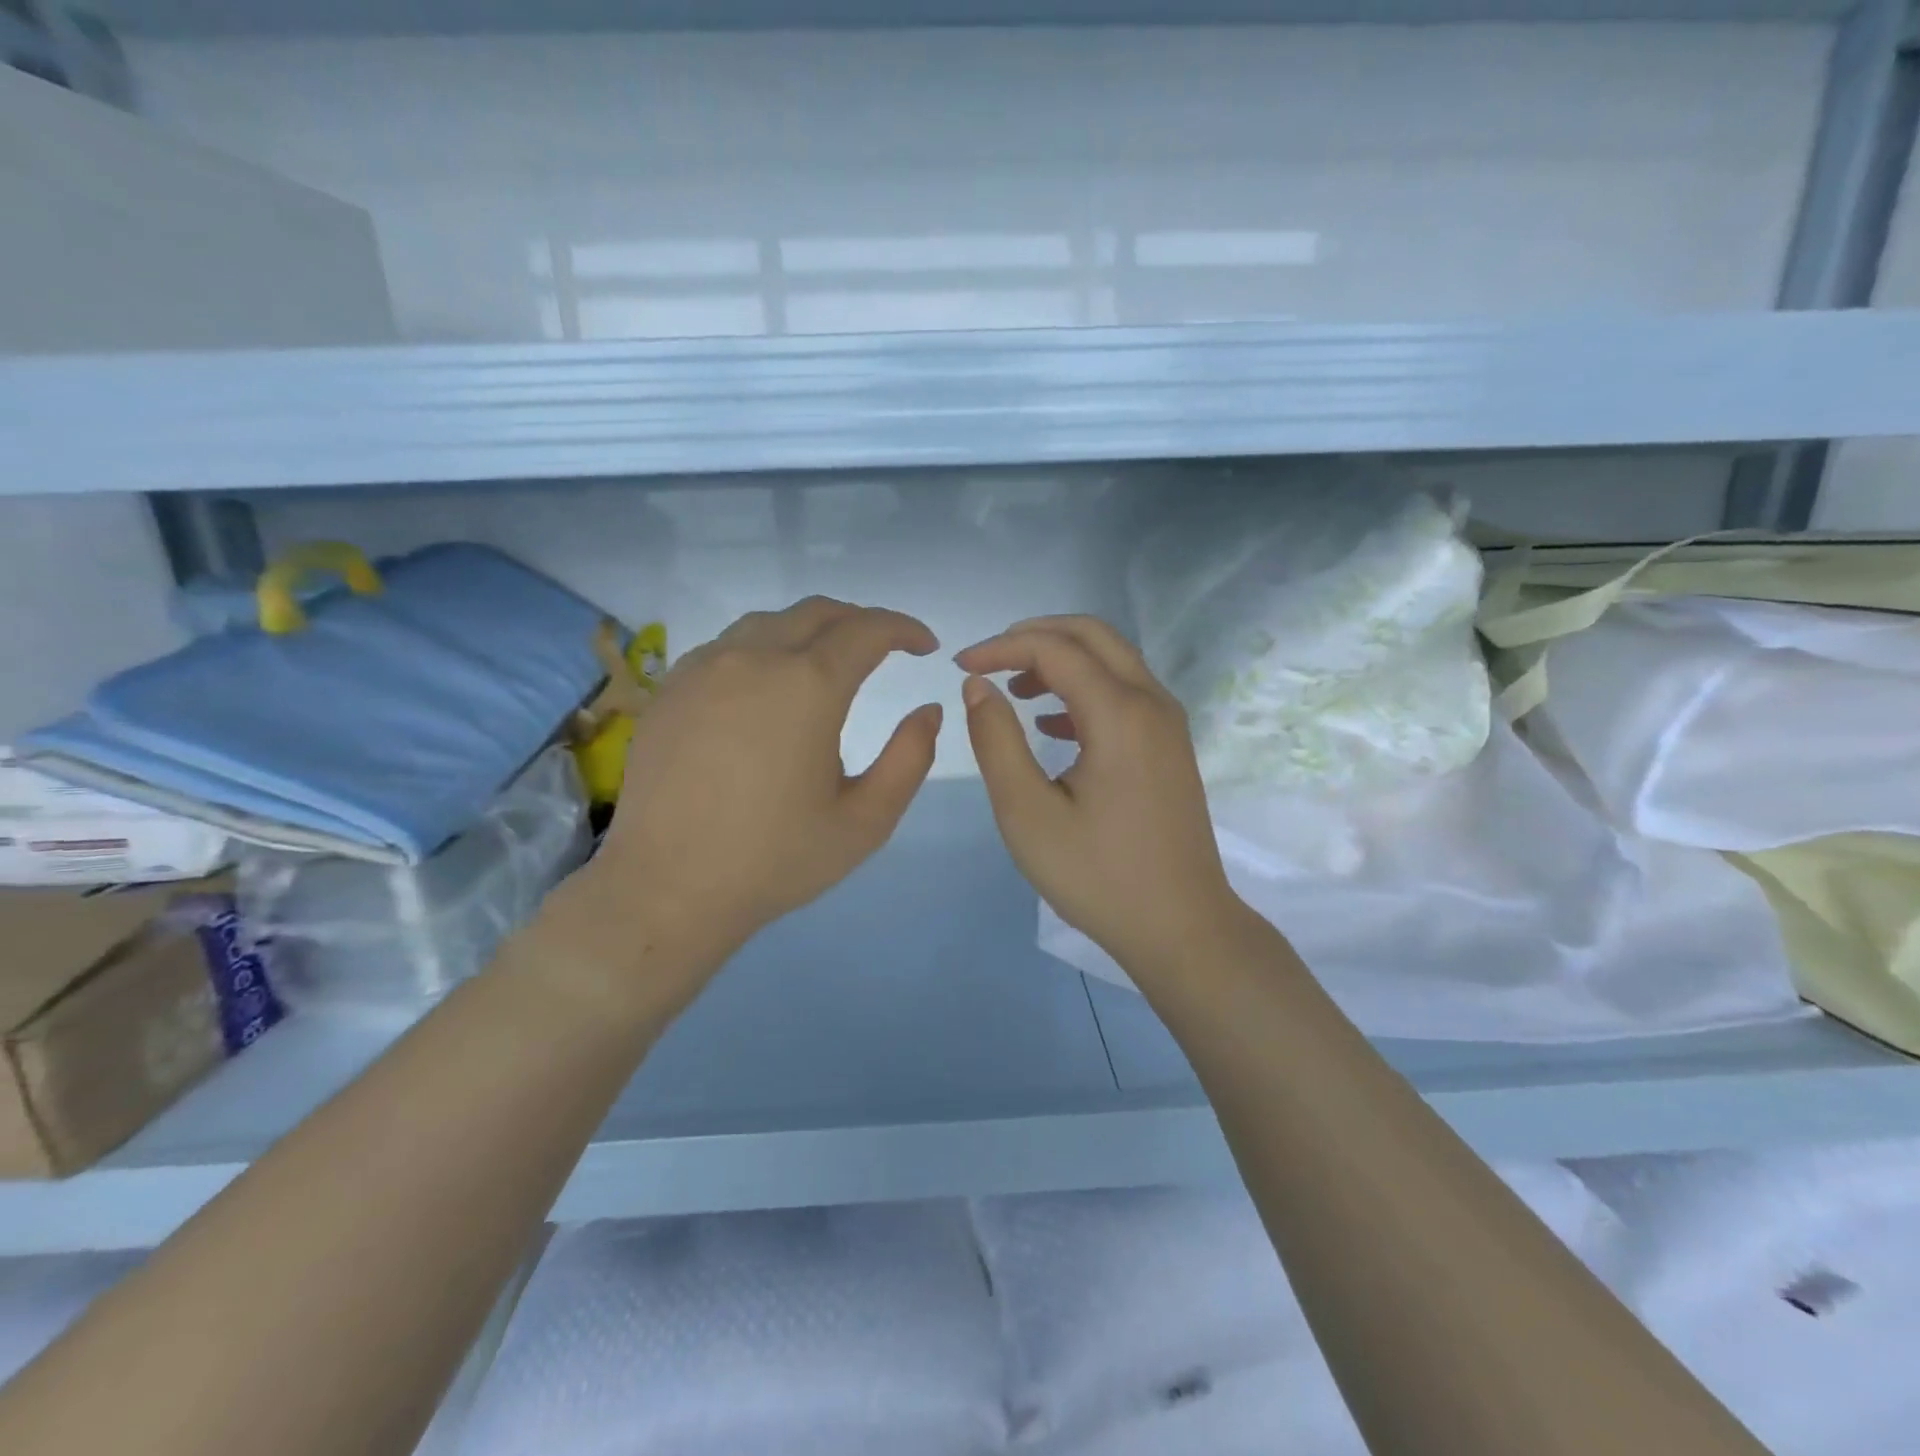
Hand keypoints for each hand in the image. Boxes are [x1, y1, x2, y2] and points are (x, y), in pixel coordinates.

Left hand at [548, 598, 941, 1011]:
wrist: (668, 887)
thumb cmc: (776, 859)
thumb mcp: (866, 821)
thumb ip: (910, 758)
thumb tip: (929, 711)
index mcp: (808, 686)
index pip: (867, 630)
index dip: (904, 629)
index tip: (925, 646)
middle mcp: (754, 659)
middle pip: (817, 612)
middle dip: (860, 621)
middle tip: (884, 648)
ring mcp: (704, 668)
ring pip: (769, 622)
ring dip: (810, 630)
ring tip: (828, 663)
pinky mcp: (672, 688)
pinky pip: (728, 646)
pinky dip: (764, 649)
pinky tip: (767, 687)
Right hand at [956, 616, 1241, 982]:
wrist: (1181, 927)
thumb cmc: (1098, 875)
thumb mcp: (1028, 813)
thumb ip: (997, 741)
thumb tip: (978, 686)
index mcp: (1119, 713)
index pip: (1054, 648)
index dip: (1001, 648)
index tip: (959, 667)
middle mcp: (1152, 702)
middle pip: (1092, 635)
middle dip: (1034, 636)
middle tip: (988, 661)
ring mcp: (1168, 723)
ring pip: (1112, 660)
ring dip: (1061, 659)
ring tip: (1014, 690)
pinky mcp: (1170, 746)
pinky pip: (1125, 691)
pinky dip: (1084, 689)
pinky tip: (1052, 723)